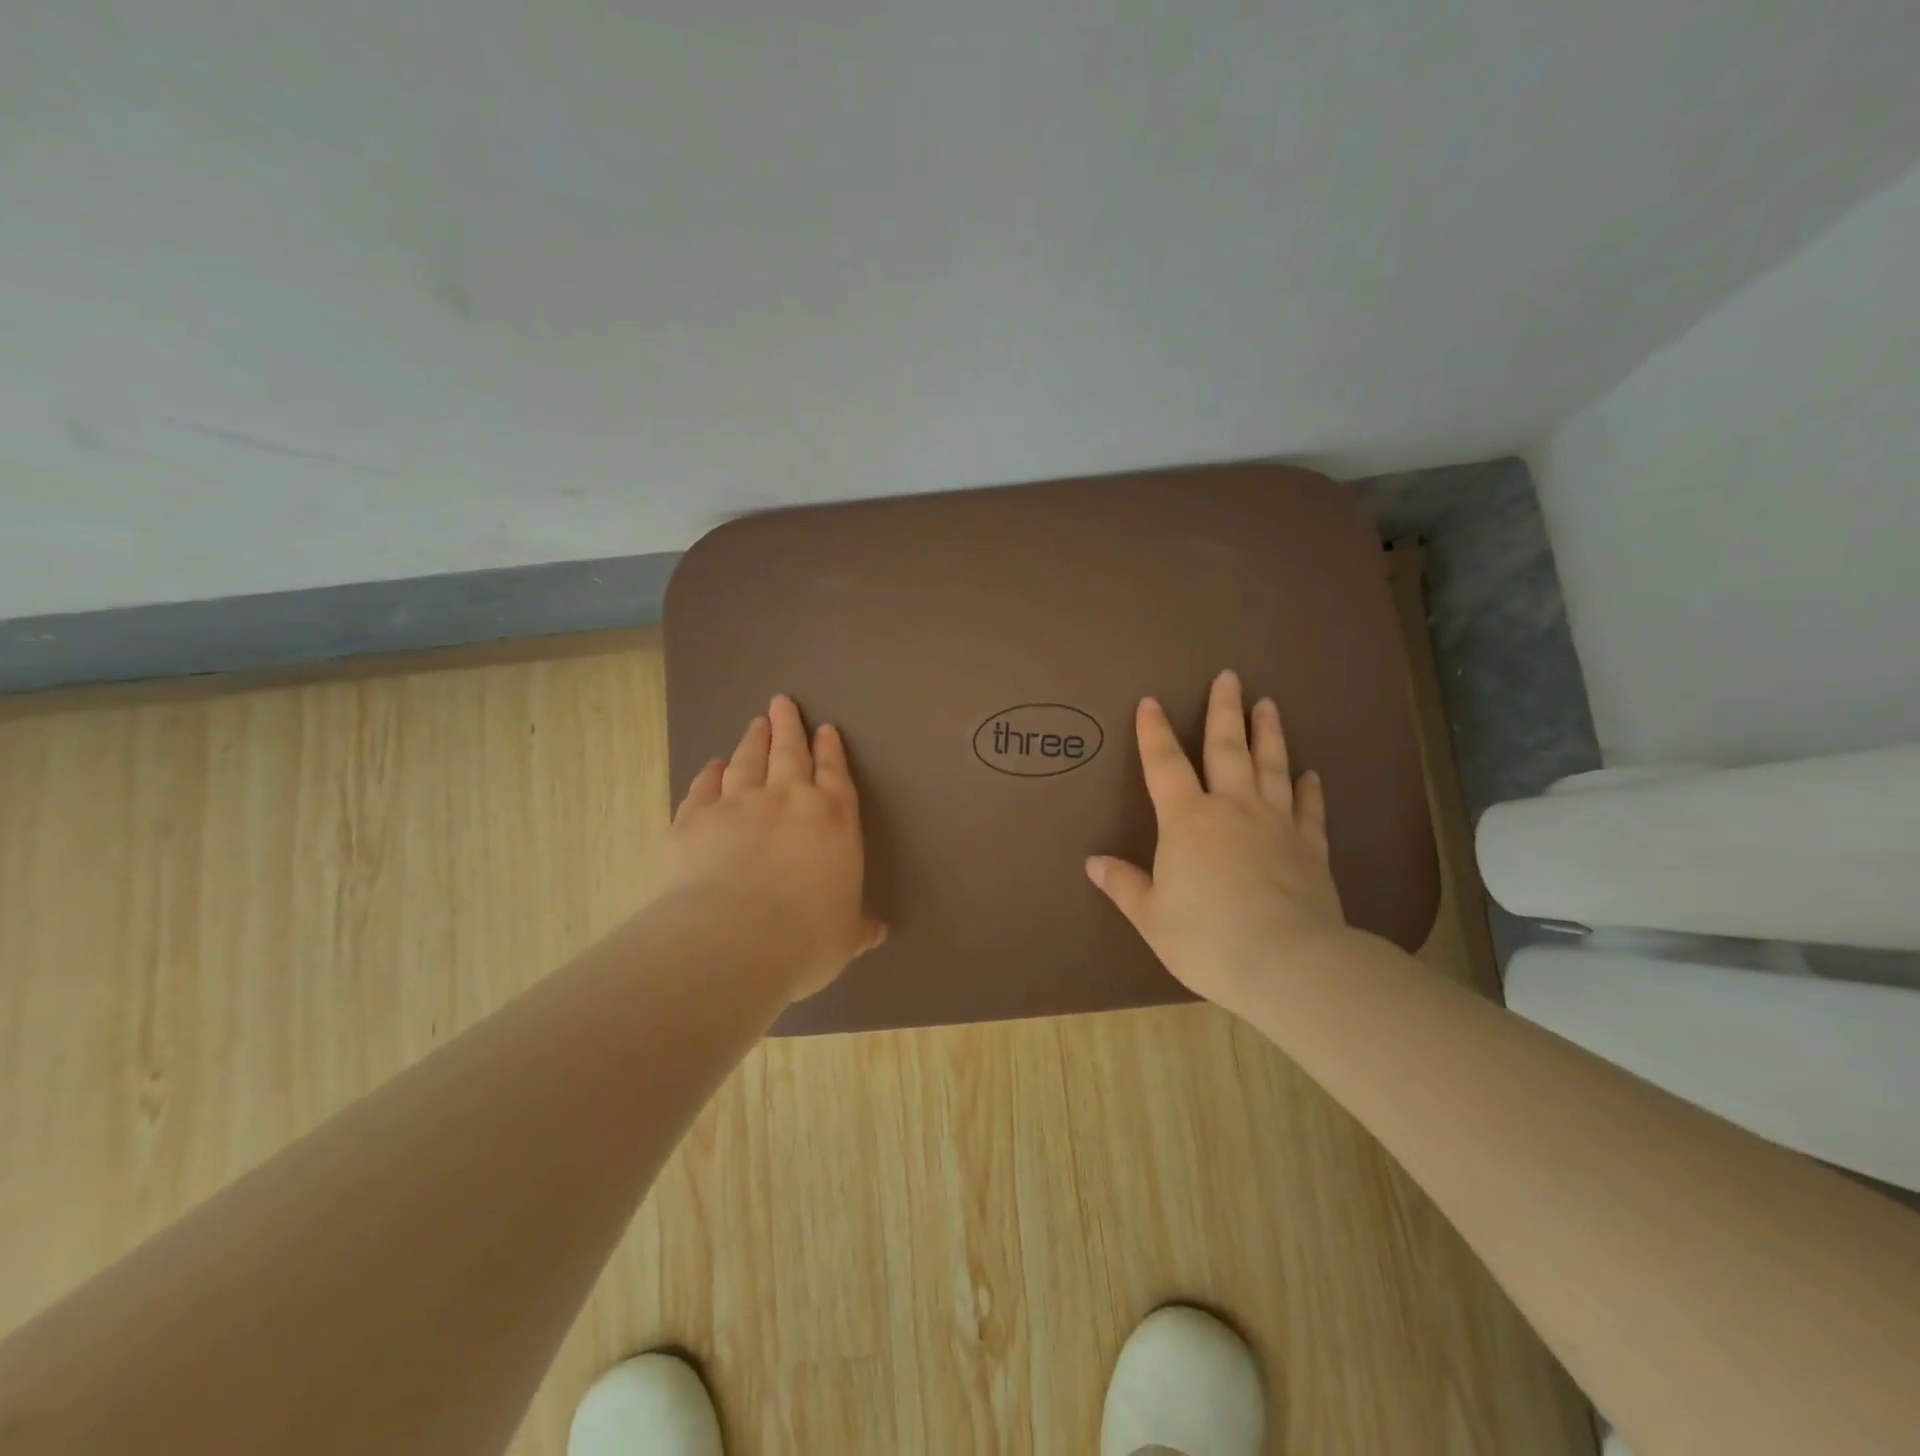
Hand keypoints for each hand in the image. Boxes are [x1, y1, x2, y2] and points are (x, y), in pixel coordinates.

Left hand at [659, 694, 885, 1001]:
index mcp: (833, 820)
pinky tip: (713, 765)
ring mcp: (738, 804)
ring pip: (748, 761)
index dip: (831, 751)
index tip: (825, 729)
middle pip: (790, 753)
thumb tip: (876, 931)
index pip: (835, 774)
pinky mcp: (695, 819)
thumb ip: (859, 927)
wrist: (735, 939)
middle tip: (783, 703)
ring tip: (756, 722)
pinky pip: (704, 788)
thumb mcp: (845, 937)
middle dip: (790, 728)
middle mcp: (788, 800)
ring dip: (753, 740)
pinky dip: (709, 774)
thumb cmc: (807, 937)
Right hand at [1086, 669, 1350, 1019]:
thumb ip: (1124, 884)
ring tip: (1268, 704)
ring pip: (1271, 767)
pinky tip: (1310, 774)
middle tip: (1229, 676)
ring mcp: (1276, 825)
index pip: (1164, 764)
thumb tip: (1094, 862)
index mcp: (1187, 820)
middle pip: (1227, 749)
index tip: (1151, 700)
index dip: (1154, 731)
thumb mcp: (1151, 916)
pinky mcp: (1310, 848)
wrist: (1288, 964)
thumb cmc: (1206, 939)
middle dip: (1224, 710)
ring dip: (1268, 734)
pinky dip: (1308, 789)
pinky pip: (1309, 809)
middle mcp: (1233, 809)